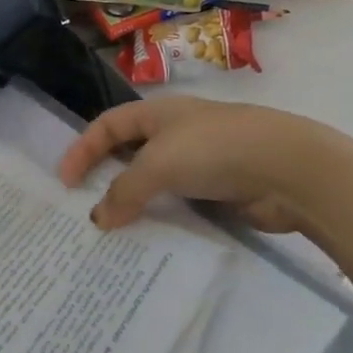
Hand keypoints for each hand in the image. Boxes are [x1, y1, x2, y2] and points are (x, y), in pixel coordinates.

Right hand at [58, 96, 321, 233]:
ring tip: (113, 233)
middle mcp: (176, 133)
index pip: (108, 125)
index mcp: (158, 113)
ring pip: (155, 183)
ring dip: (134, 204)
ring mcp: (200, 162)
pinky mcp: (218, 191)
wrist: (287, 169)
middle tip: (84, 210)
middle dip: (106, 178)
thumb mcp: (159, 164)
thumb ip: (124, 190)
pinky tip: (151, 239)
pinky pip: (179, 205)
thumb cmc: (214, 150)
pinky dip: (162, 219)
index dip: (82, 149)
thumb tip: (99, 218)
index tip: (65, 183)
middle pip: (129, 153)